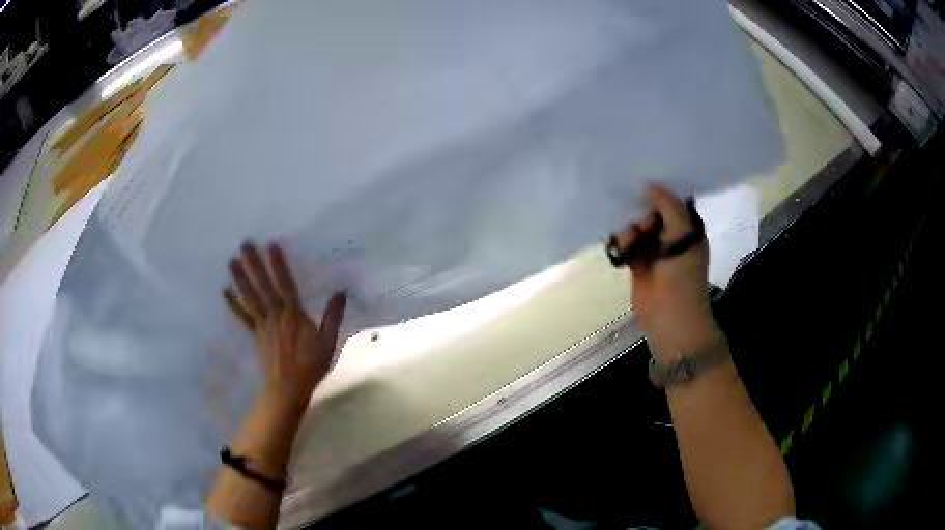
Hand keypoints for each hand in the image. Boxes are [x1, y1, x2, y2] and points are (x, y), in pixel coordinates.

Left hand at [225, 242, 346, 412]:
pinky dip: (233, 303)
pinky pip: (243, 316)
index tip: (272, 245)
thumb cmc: (311, 365)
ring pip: (250, 297)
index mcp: (293, 314)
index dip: (279, 265)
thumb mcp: (329, 342)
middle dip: (255, 264)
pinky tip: (225, 291)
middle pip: (263, 286)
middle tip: (245, 244)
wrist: (288, 388)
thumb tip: (341, 292)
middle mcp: (275, 314)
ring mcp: (262, 324)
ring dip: (241, 278)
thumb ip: (333, 317)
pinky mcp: (255, 334)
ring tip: (232, 260)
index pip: (286, 284)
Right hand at [615, 185, 717, 362]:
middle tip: (640, 224)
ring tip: (630, 241)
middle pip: (652, 210)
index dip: (659, 190)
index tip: (641, 181)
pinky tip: (621, 246)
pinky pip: (627, 243)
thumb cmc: (683, 276)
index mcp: (689, 227)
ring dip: (630, 229)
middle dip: (641, 210)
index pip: (673, 200)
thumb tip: (650, 185)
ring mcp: (655, 249)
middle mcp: (672, 234)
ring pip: (637, 226)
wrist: (670, 317)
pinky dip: (622, 242)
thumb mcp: (683, 235)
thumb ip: (668, 206)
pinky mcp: (638, 262)